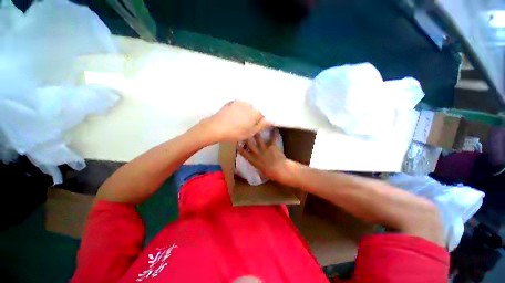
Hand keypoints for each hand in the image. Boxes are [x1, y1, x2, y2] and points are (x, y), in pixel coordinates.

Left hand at [206, 100, 271, 141]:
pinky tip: (233, 116)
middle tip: (245, 124)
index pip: (262, 115)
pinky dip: (239, 109)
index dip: (259, 121)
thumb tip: (272, 120)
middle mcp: (249, 104)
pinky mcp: (232, 101)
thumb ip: (262, 125)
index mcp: (256, 112)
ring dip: (245, 112)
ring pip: (247, 106)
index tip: (253, 126)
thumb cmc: (236, 132)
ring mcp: (240, 102)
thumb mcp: (251, 132)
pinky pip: (239, 105)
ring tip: (238, 120)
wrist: (217, 128)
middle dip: (252, 116)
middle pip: (255, 109)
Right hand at [238, 130, 289, 181]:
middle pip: (249, 143)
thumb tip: (256, 162)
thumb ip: (257, 163)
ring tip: (255, 126)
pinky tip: (275, 129)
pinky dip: (274, 133)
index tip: (236, 143)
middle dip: (245, 137)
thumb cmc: (270, 173)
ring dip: (257, 133)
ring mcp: (264, 148)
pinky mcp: (272, 145)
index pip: (243, 153)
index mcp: (253, 160)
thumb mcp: (260, 170)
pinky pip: (273, 138)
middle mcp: (257, 152)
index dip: (239, 147)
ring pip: (258, 138)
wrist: (279, 170)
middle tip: (243, 131)